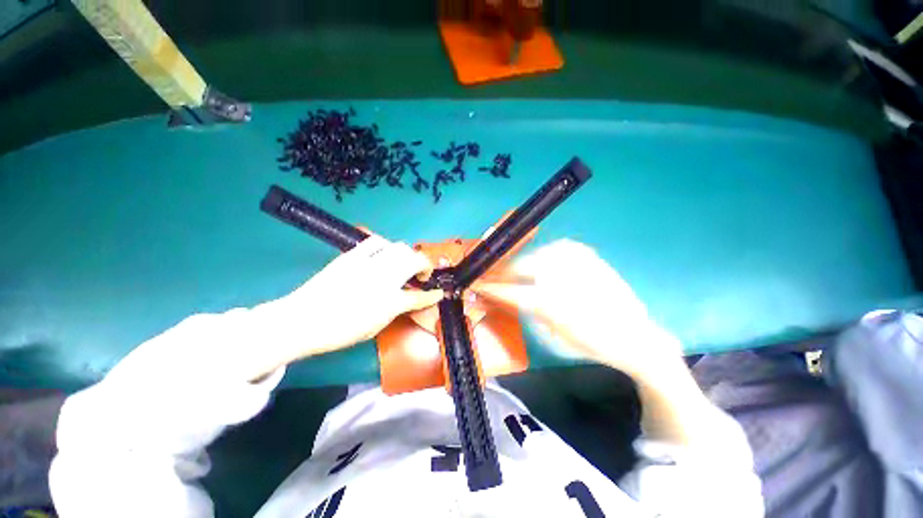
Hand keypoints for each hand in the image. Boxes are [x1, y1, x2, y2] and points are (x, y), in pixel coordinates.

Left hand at [253, 235, 442, 374]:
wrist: (302, 319)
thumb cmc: (340, 331)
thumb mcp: (375, 327)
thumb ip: (396, 310)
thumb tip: (407, 300)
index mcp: (390, 302)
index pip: (420, 297)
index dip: (432, 296)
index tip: (438, 293)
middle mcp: (384, 279)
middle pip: (415, 260)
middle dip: (424, 265)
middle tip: (421, 275)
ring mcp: (368, 264)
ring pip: (400, 247)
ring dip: (408, 255)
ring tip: (404, 264)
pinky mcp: (352, 255)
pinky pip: (376, 242)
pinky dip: (387, 246)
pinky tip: (384, 254)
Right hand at [474, 239, 681, 376]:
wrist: (635, 334)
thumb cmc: (592, 342)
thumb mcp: (553, 332)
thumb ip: (526, 308)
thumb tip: (505, 294)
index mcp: (552, 300)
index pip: (511, 289)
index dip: (491, 287)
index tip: (477, 284)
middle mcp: (562, 272)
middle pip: (520, 266)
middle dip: (504, 272)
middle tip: (495, 278)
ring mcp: (575, 257)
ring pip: (534, 256)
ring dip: (522, 265)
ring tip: (517, 274)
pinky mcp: (583, 251)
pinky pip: (552, 250)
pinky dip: (541, 258)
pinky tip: (541, 267)